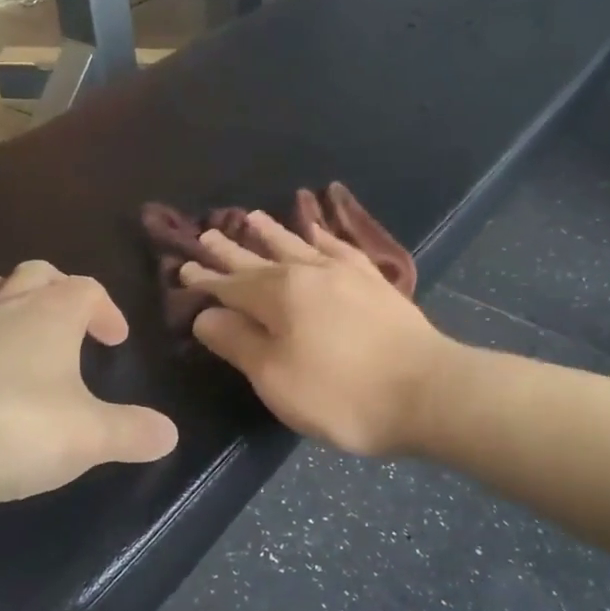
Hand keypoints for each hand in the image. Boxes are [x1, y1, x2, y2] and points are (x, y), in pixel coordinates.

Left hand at [0, 261, 178, 509]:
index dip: (106, 310)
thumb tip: (169, 434)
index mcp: (48, 316)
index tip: (114, 341)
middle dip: (53, 289)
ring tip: (7, 333)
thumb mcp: (86, 437)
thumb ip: (130, 433)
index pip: (86, 290)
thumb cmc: (9, 427)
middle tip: (65, 324)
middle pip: (31, 274)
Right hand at [183, 212, 453, 455]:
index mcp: (279, 295)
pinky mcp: (374, 282)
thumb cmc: (340, 393)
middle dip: (232, 250)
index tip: (184, 266)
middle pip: (261, 258)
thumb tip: (206, 315)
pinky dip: (323, 236)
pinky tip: (318, 232)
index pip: (231, 284)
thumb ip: (238, 342)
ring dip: (273, 233)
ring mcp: (346, 273)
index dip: (206, 279)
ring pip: (299, 245)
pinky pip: (340, 248)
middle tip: (209, 233)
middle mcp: (308, 272)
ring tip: (254, 217)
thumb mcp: (275, 378)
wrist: (425, 390)